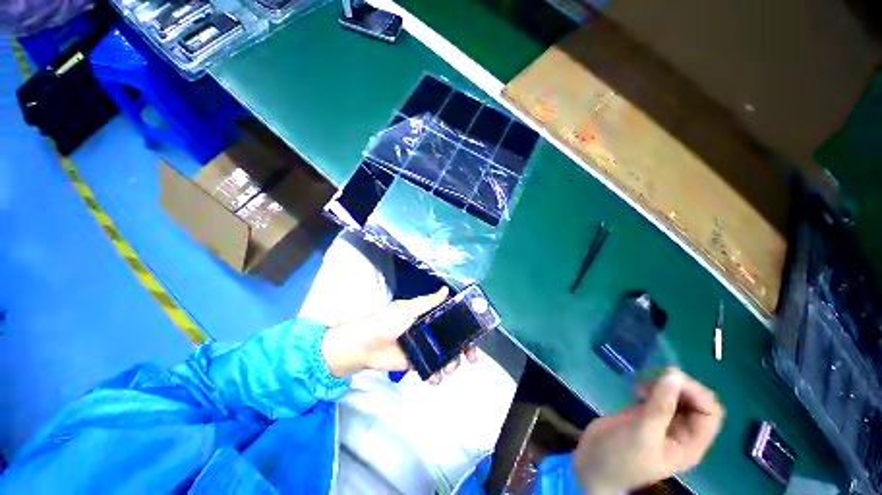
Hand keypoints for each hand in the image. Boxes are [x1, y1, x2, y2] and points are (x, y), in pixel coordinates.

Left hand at [320, 287, 477, 382]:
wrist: (364, 346)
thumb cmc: (386, 322)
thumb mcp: (408, 309)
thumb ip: (428, 302)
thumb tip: (446, 289)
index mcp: (427, 315)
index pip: (451, 319)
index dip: (464, 325)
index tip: (475, 333)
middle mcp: (429, 330)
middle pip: (452, 339)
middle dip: (464, 348)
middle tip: (471, 358)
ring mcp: (424, 347)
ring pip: (446, 355)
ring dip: (452, 364)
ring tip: (447, 370)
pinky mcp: (417, 362)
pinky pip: (433, 368)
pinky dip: (436, 374)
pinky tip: (435, 377)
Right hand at [572, 369, 723, 494]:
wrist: (593, 464)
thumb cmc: (621, 456)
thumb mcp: (642, 434)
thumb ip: (660, 406)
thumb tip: (674, 375)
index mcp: (690, 444)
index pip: (710, 412)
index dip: (696, 393)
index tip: (670, 378)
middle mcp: (681, 432)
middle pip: (695, 401)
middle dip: (678, 385)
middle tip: (653, 378)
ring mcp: (662, 422)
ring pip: (676, 396)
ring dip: (663, 384)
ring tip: (641, 385)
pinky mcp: (645, 414)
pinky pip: (657, 395)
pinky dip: (650, 387)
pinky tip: (636, 388)